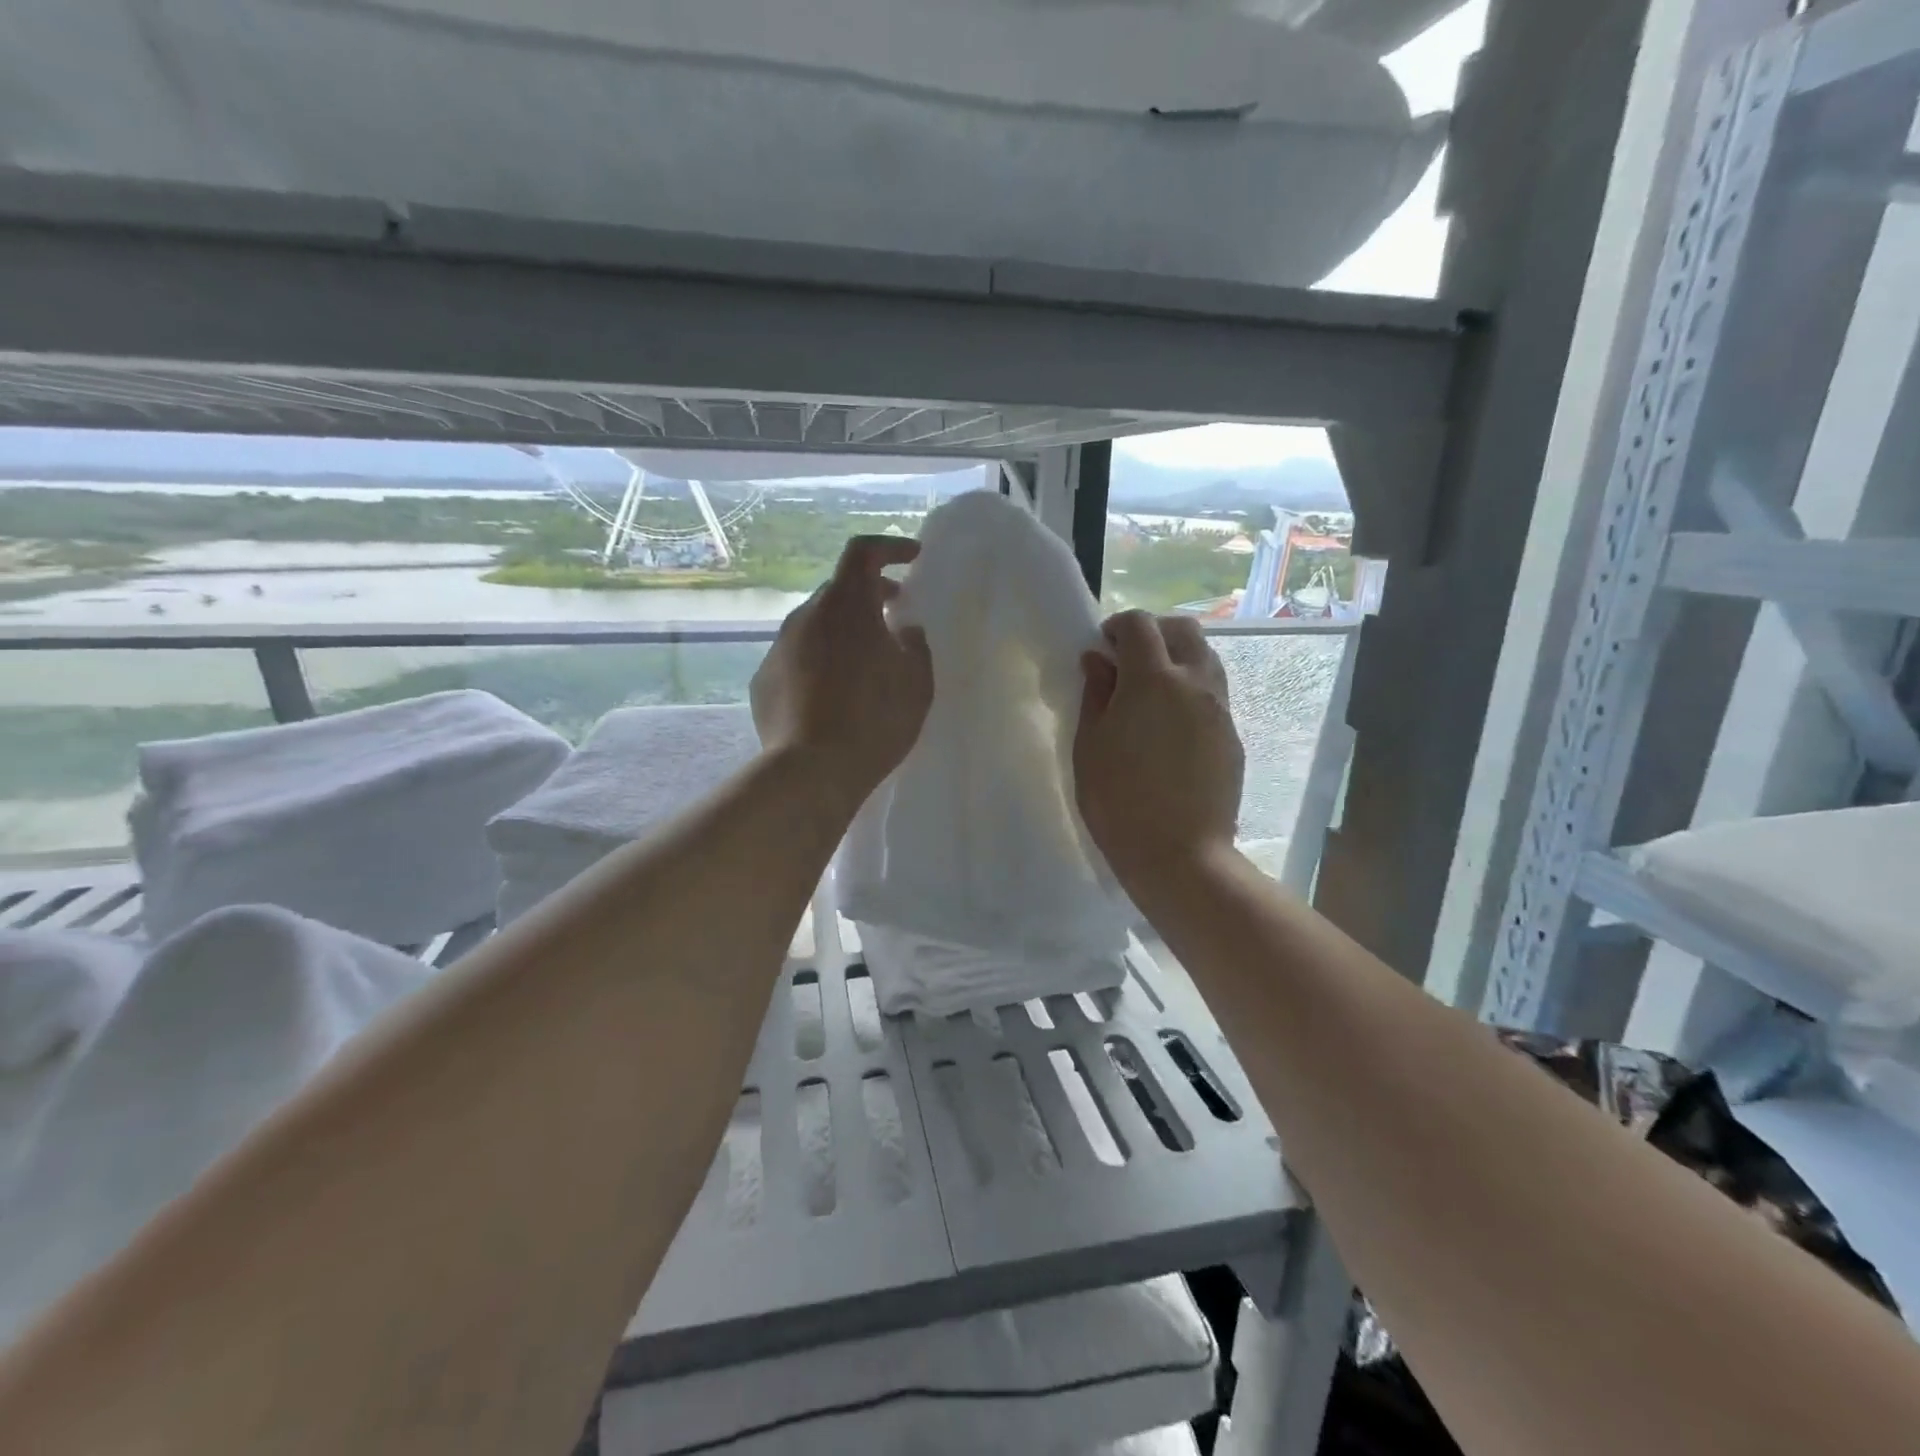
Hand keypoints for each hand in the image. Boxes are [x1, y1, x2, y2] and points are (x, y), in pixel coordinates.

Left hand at [751, 535, 933, 811]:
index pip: (863, 552)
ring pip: (816, 625)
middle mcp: (806, 616)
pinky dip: (818, 662)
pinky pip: (797, 658)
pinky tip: (833, 696)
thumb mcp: (917, 683)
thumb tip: (905, 629)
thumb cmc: (874, 720)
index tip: (912, 559)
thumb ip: (915, 646)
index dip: (889, 548)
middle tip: (894, 616)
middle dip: (869, 596)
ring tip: (865, 663)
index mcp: (847, 605)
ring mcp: (779, 648)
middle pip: (839, 590)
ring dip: (842, 632)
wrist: (811, 771)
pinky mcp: (763, 680)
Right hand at [1075, 611, 1243, 883]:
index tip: (1102, 647)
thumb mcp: (1090, 745)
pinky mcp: (1232, 736)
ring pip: (1205, 658)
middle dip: (1155, 632)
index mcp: (1153, 679)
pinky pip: (1213, 693)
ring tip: (1151, 689)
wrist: (1179, 854)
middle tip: (1128, 659)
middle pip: (1183, 630)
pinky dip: (1191, 689)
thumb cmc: (1118, 801)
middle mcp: (1195, 683)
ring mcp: (1219, 709)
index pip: (1140, 625)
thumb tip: (1098, 660)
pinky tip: (1170, 724)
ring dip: (1177, 657)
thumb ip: (1096, 694)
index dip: (1117, 626)